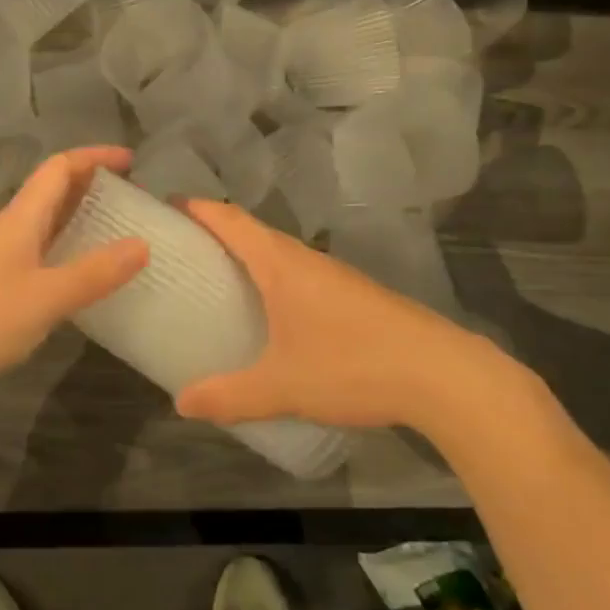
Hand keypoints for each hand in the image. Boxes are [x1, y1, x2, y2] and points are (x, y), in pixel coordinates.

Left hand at [0, 147, 147, 405]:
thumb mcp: (43, 298)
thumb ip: (93, 273)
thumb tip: (143, 244)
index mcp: (20, 219)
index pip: (59, 168)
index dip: (95, 157)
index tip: (132, 161)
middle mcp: (9, 231)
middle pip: (54, 194)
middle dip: (93, 189)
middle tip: (135, 203)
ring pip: (46, 229)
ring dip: (81, 225)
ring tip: (120, 239)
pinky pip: (39, 261)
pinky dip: (66, 259)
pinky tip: (84, 285)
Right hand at [174, 200, 505, 431]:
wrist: (442, 374)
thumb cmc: (352, 365)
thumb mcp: (283, 386)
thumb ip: (230, 395)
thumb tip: (181, 404)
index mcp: (280, 264)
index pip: (230, 220)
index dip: (198, 208)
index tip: (167, 205)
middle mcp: (305, 259)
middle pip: (253, 230)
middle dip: (217, 230)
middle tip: (183, 248)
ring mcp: (334, 275)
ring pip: (280, 252)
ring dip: (248, 254)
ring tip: (219, 278)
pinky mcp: (355, 295)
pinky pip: (300, 273)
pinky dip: (274, 276)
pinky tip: (273, 311)